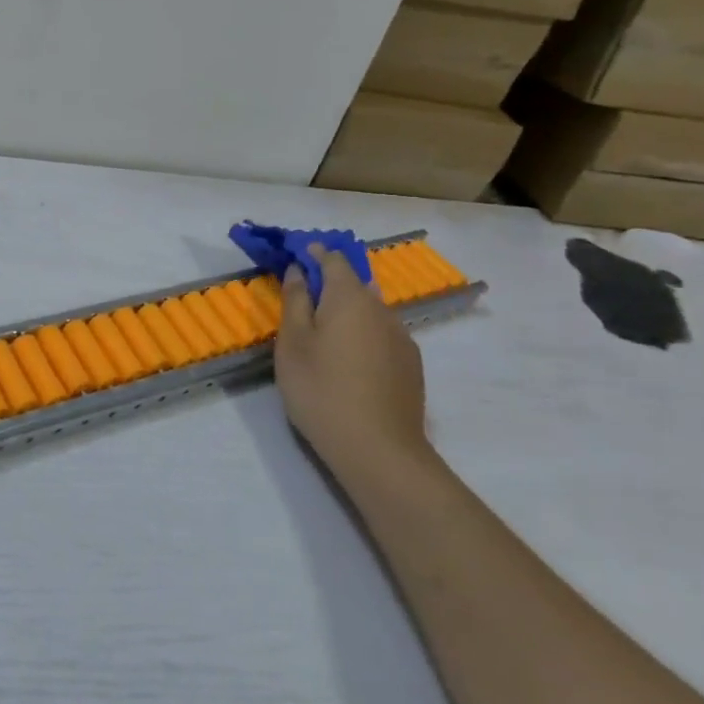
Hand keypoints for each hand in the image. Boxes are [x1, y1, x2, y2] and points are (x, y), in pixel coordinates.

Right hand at [276, 248, 429, 487]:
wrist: (378, 450)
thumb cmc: (321, 389)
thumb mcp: (293, 343)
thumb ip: (296, 301)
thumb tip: (300, 271)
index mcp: (350, 298)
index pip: (334, 260)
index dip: (315, 253)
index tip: (296, 255)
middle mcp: (382, 310)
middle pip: (355, 285)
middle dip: (330, 284)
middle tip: (303, 298)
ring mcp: (402, 339)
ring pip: (370, 312)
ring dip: (347, 312)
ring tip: (323, 333)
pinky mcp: (411, 366)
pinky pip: (382, 335)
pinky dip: (362, 334)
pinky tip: (348, 360)